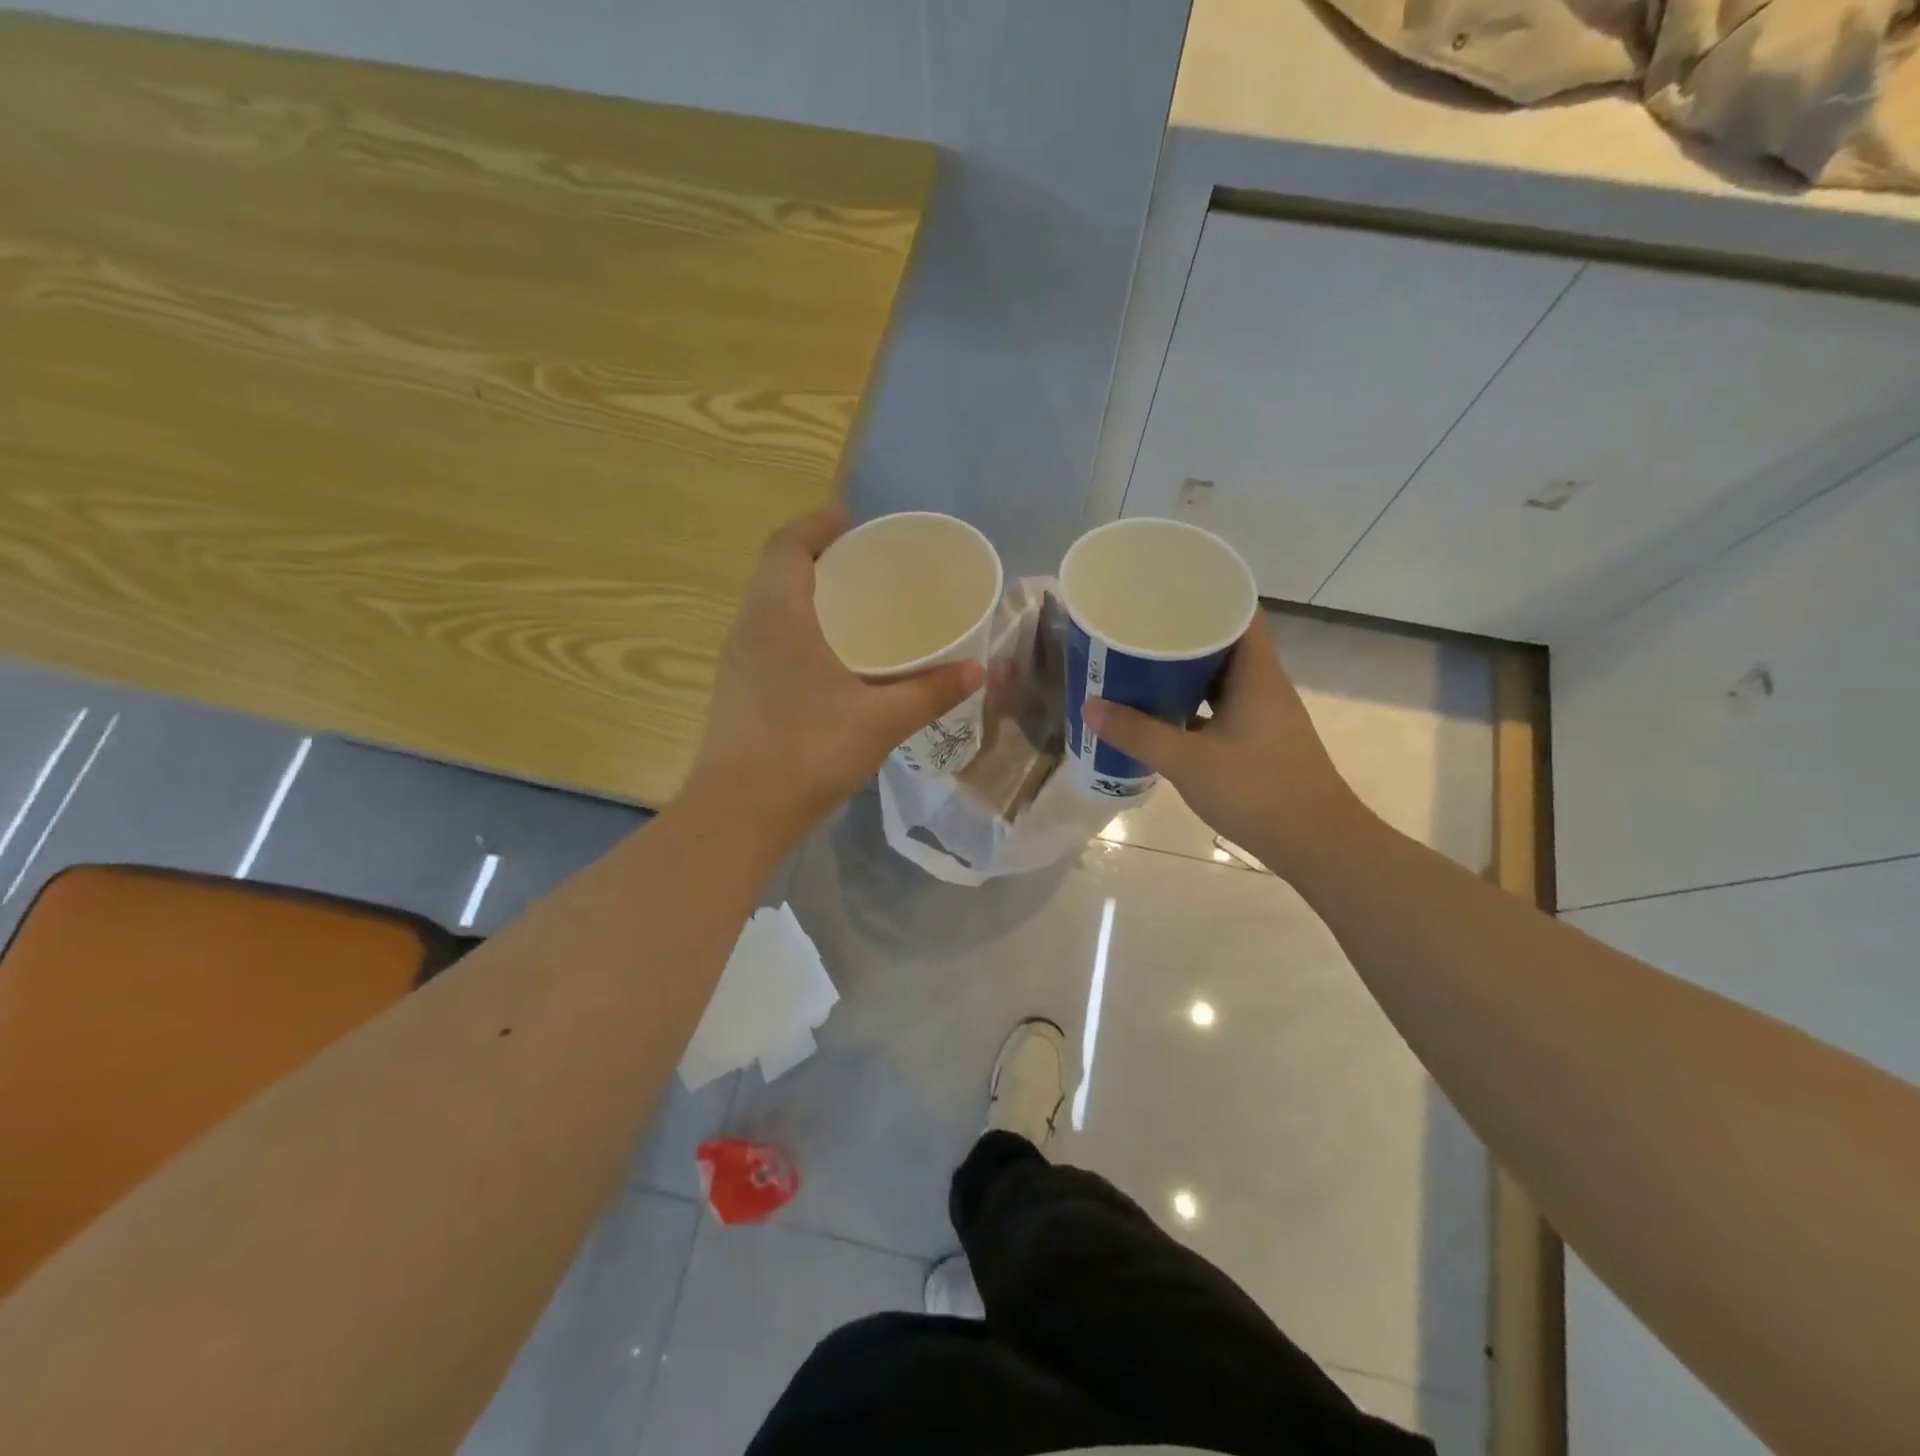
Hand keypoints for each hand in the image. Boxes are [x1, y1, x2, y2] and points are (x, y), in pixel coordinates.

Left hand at [688, 506, 982, 841]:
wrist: (738, 814)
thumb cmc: (807, 752)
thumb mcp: (880, 721)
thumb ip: (931, 692)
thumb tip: (978, 670)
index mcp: (778, 616)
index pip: (787, 545)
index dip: (817, 525)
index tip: (851, 522)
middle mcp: (749, 629)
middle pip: (777, 572)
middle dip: (816, 558)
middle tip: (864, 566)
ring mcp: (737, 663)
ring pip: (768, 608)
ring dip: (804, 596)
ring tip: (852, 608)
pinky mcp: (736, 692)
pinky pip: (766, 640)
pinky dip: (796, 630)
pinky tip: (829, 661)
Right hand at [1083, 613, 1361, 874]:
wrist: (1318, 845)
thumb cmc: (1258, 792)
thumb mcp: (1189, 762)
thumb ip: (1139, 734)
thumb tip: (1091, 707)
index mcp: (1257, 675)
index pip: (1240, 613)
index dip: (1208, 596)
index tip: (1167, 592)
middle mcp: (1264, 687)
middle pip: (1225, 644)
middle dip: (1184, 635)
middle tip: (1140, 629)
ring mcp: (1264, 716)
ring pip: (1222, 679)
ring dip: (1187, 673)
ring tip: (1142, 666)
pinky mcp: (1260, 742)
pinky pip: (1222, 708)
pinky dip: (1194, 705)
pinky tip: (1163, 714)